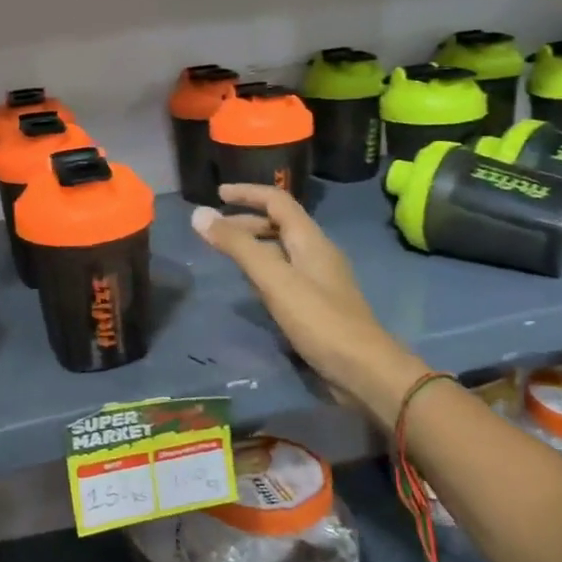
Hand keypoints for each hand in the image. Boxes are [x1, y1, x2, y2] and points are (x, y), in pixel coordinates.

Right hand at [193, 184, 428, 427]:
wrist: (362, 369)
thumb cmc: (318, 319)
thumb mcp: (273, 279)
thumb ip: (237, 246)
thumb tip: (199, 214)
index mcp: (310, 239)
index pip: (277, 200)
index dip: (247, 193)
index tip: (217, 192)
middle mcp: (316, 252)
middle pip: (279, 224)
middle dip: (246, 220)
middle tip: (213, 230)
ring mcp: (319, 279)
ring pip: (281, 250)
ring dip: (253, 245)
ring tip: (226, 254)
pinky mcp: (317, 304)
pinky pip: (285, 274)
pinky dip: (263, 269)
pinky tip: (251, 286)